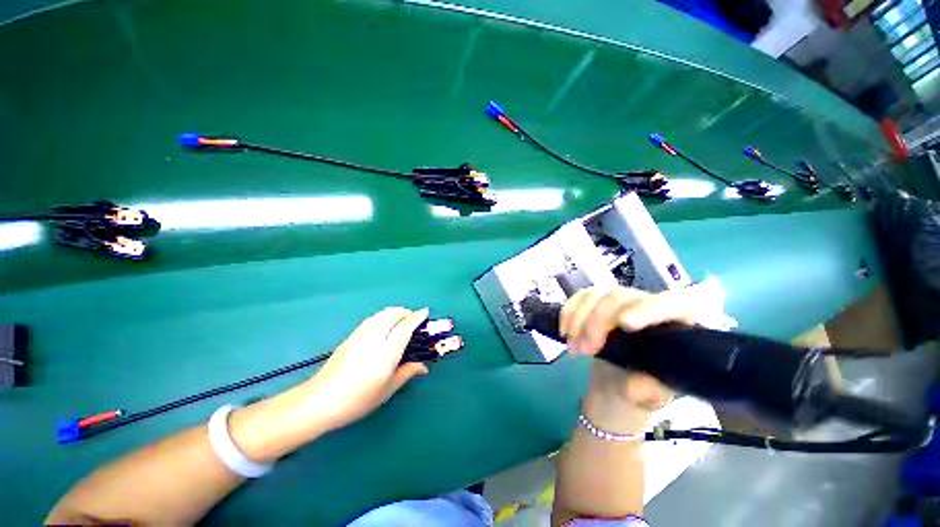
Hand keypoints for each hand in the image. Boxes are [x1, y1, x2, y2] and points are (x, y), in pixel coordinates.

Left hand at [304, 307, 430, 430]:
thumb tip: (424, 366)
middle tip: (413, 319)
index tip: (425, 312)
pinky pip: (371, 319)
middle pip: (393, 314)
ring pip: (381, 314)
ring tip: (400, 320)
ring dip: (394, 312)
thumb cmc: (358, 399)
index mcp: (387, 351)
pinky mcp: (350, 336)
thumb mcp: (387, 389)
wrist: (320, 400)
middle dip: (406, 312)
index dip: (417, 317)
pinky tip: (383, 325)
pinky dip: (382, 316)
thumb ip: (407, 372)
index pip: (406, 326)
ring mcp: (361, 335)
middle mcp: (375, 337)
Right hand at [561, 279, 734, 411]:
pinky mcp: (598, 302)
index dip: (649, 310)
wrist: (615, 385)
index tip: (625, 324)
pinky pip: (581, 297)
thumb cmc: (638, 391)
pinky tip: (564, 330)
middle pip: (623, 298)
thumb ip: (647, 390)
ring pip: (598, 295)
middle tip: (584, 349)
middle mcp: (649, 306)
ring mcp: (621, 301)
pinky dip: (569, 312)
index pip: (673, 306)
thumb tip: (639, 382)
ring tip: (572, 346)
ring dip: (579, 317)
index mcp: (675, 327)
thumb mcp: (648, 397)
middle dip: (598, 322)